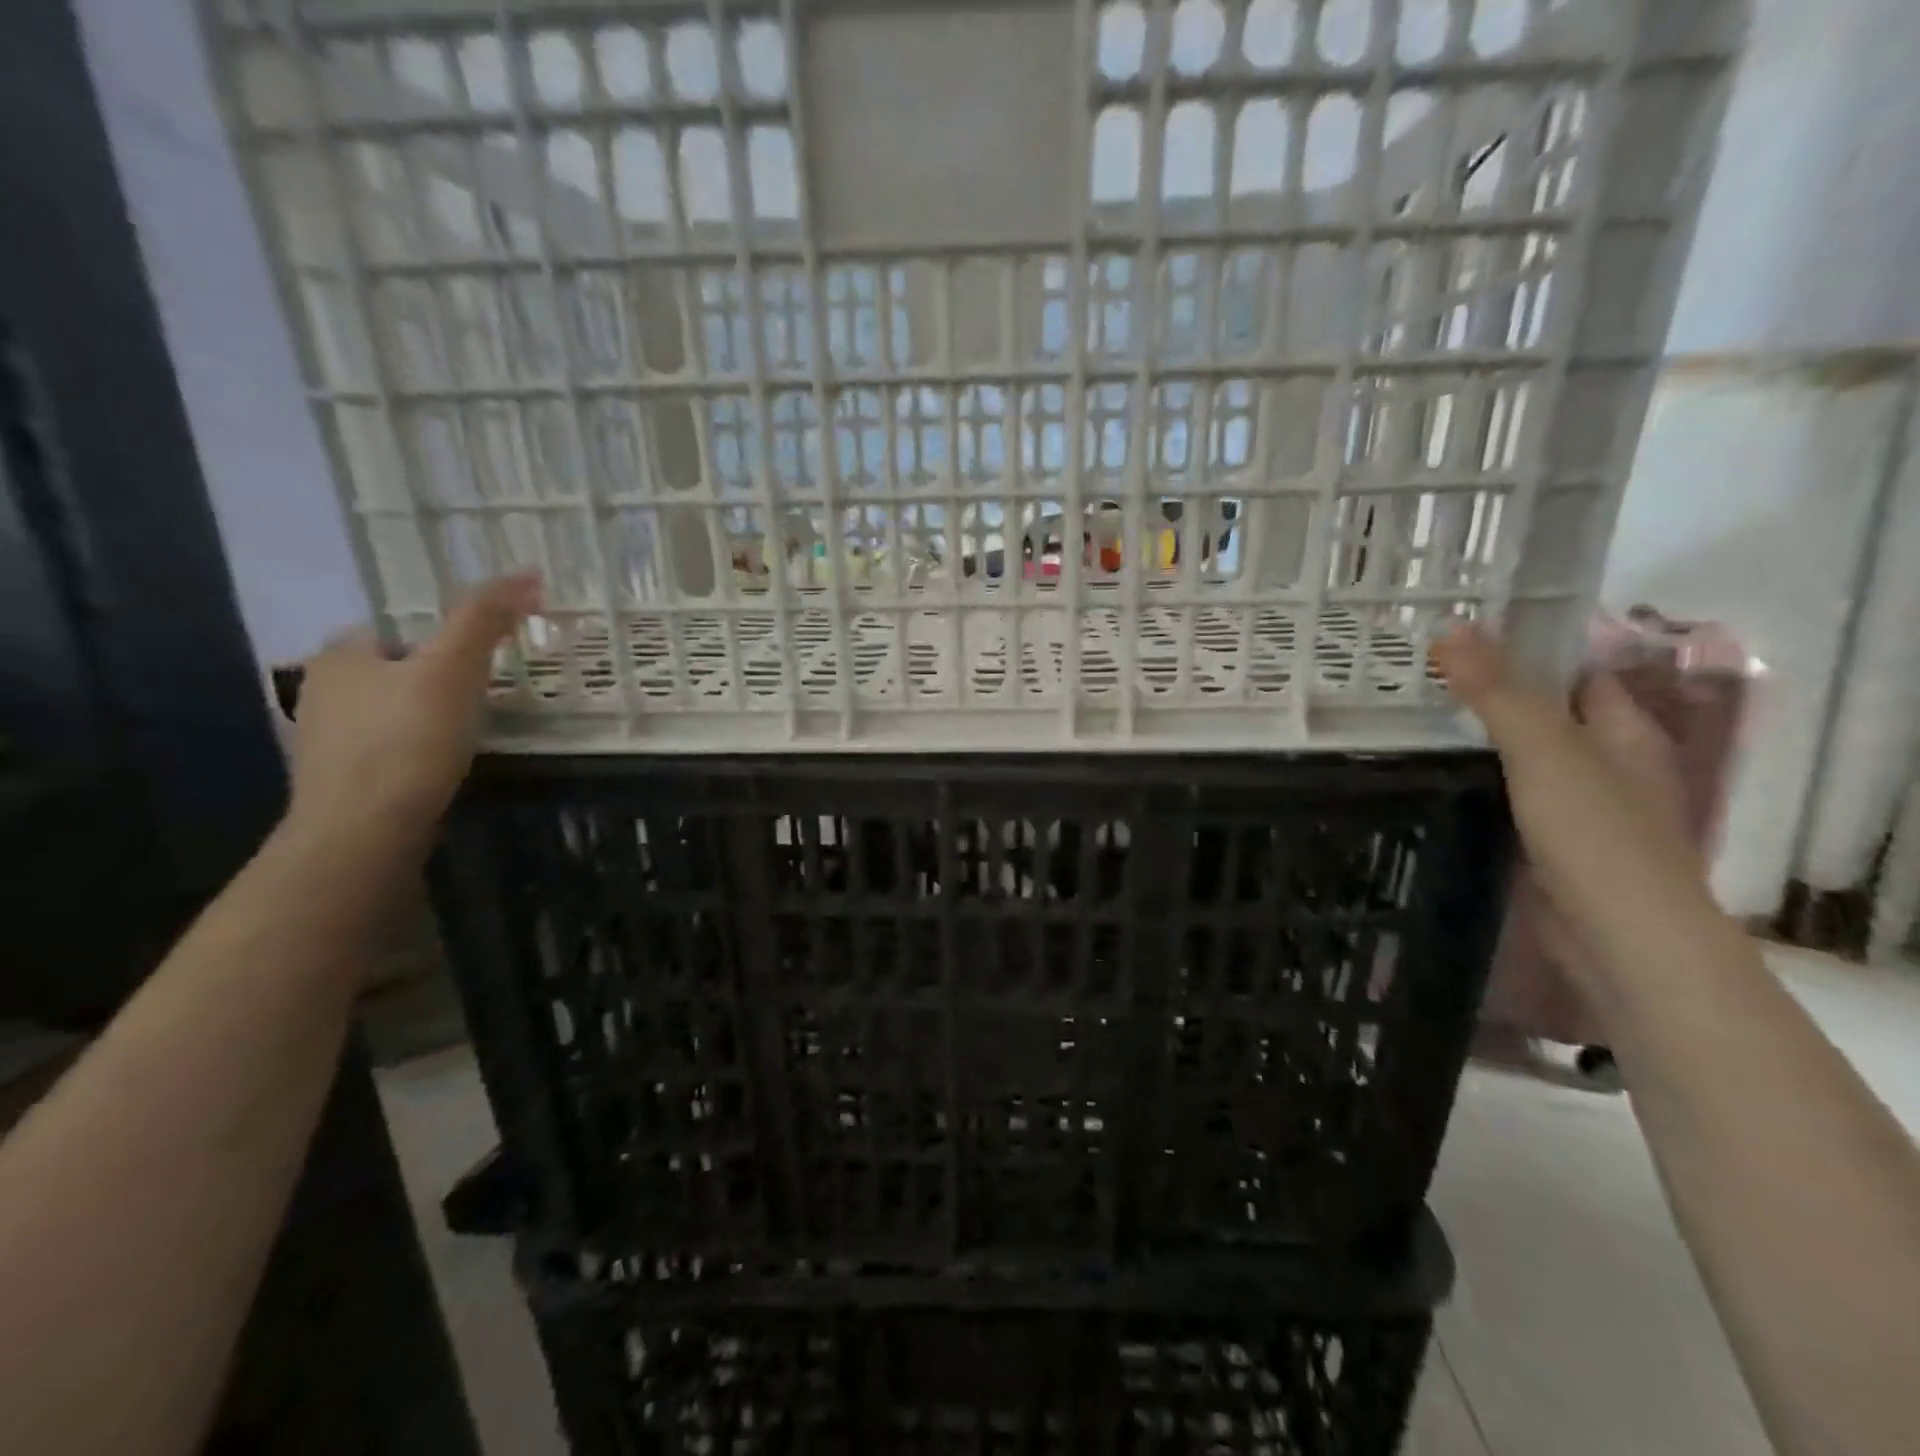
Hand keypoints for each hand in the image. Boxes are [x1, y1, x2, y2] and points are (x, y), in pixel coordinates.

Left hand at [285, 574, 539, 852]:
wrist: (364, 831)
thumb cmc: (407, 740)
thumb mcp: (454, 668)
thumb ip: (484, 618)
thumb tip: (528, 573)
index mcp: (340, 655)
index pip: (395, 630)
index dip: (439, 641)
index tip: (478, 662)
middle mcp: (321, 691)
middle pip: (393, 672)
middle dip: (432, 680)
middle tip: (481, 698)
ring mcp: (325, 741)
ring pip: (389, 713)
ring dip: (424, 718)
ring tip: (467, 735)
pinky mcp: (340, 782)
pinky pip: (387, 750)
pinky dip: (414, 752)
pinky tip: (440, 768)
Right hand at [1431, 626, 1715, 991]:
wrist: (1620, 941)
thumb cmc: (1597, 836)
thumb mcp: (1544, 751)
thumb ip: (1498, 692)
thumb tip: (1452, 625)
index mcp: (1623, 731)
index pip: (1572, 671)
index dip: (1524, 647)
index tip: (1456, 634)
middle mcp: (1606, 763)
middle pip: (1541, 714)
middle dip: (1485, 694)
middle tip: (1413, 674)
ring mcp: (1578, 807)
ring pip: (1518, 759)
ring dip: (1473, 741)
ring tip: (1406, 717)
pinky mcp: (1548, 844)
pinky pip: (1505, 798)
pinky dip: (1473, 782)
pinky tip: (1427, 776)